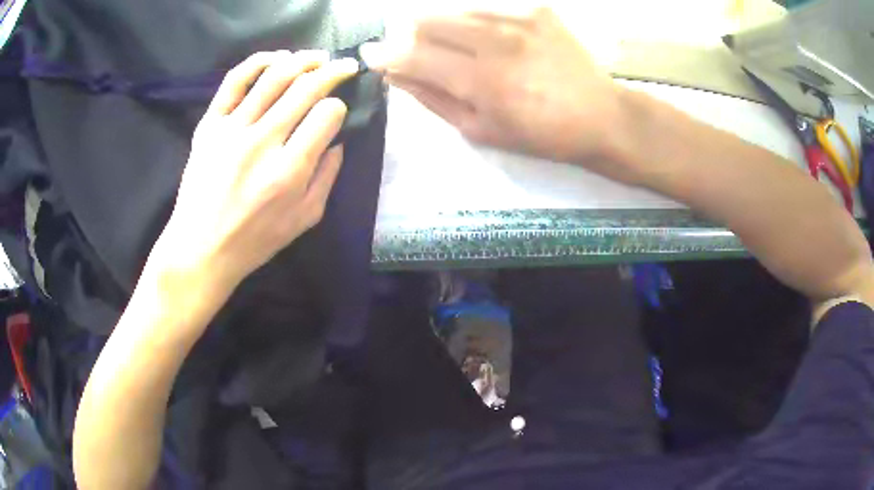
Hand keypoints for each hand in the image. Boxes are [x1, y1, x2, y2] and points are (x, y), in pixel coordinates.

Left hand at [151, 50, 358, 295]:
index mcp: (289, 170)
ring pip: (274, 77)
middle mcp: (262, 142)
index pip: (326, 115)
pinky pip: (234, 82)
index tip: (337, 111)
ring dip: (303, 60)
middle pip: (305, 88)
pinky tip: (276, 58)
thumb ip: (327, 178)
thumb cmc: (255, 241)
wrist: (201, 248)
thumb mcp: (304, 219)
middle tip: (345, 65)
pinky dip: (258, 62)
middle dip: (333, 71)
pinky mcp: (209, 125)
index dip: (339, 107)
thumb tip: (337, 140)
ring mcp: (232, 129)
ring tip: (317, 57)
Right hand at [362, 7, 627, 176]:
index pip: (414, 55)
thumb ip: (433, 98)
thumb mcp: (481, 130)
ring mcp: (519, 18)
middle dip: (411, 36)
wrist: (601, 115)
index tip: (372, 55)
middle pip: (426, 20)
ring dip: (442, 27)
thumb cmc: (540, 134)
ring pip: (453, 9)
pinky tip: (490, 40)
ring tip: (459, 49)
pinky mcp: (536, 8)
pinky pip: (485, 7)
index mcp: (483, 81)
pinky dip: (474, 21)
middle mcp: (497, 40)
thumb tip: (396, 75)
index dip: (385, 54)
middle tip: (419, 52)